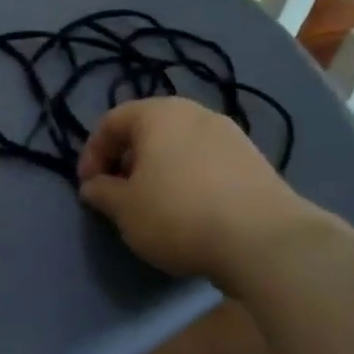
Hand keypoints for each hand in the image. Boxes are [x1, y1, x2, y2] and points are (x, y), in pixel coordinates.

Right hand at [76, 97, 322, 286]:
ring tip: (154, 206)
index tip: (88, 187)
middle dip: (127, 160)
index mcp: (157, 114)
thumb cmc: (178, 214)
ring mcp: (230, 135)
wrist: (264, 240)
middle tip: (119, 194)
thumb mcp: (124, 209)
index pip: (111, 122)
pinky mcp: (254, 161)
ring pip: (179, 146)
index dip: (92, 153)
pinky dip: (189, 179)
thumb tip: (94, 187)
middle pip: (147, 130)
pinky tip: (191, 213)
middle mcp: (194, 113)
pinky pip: (207, 162)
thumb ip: (102, 193)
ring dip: (158, 170)